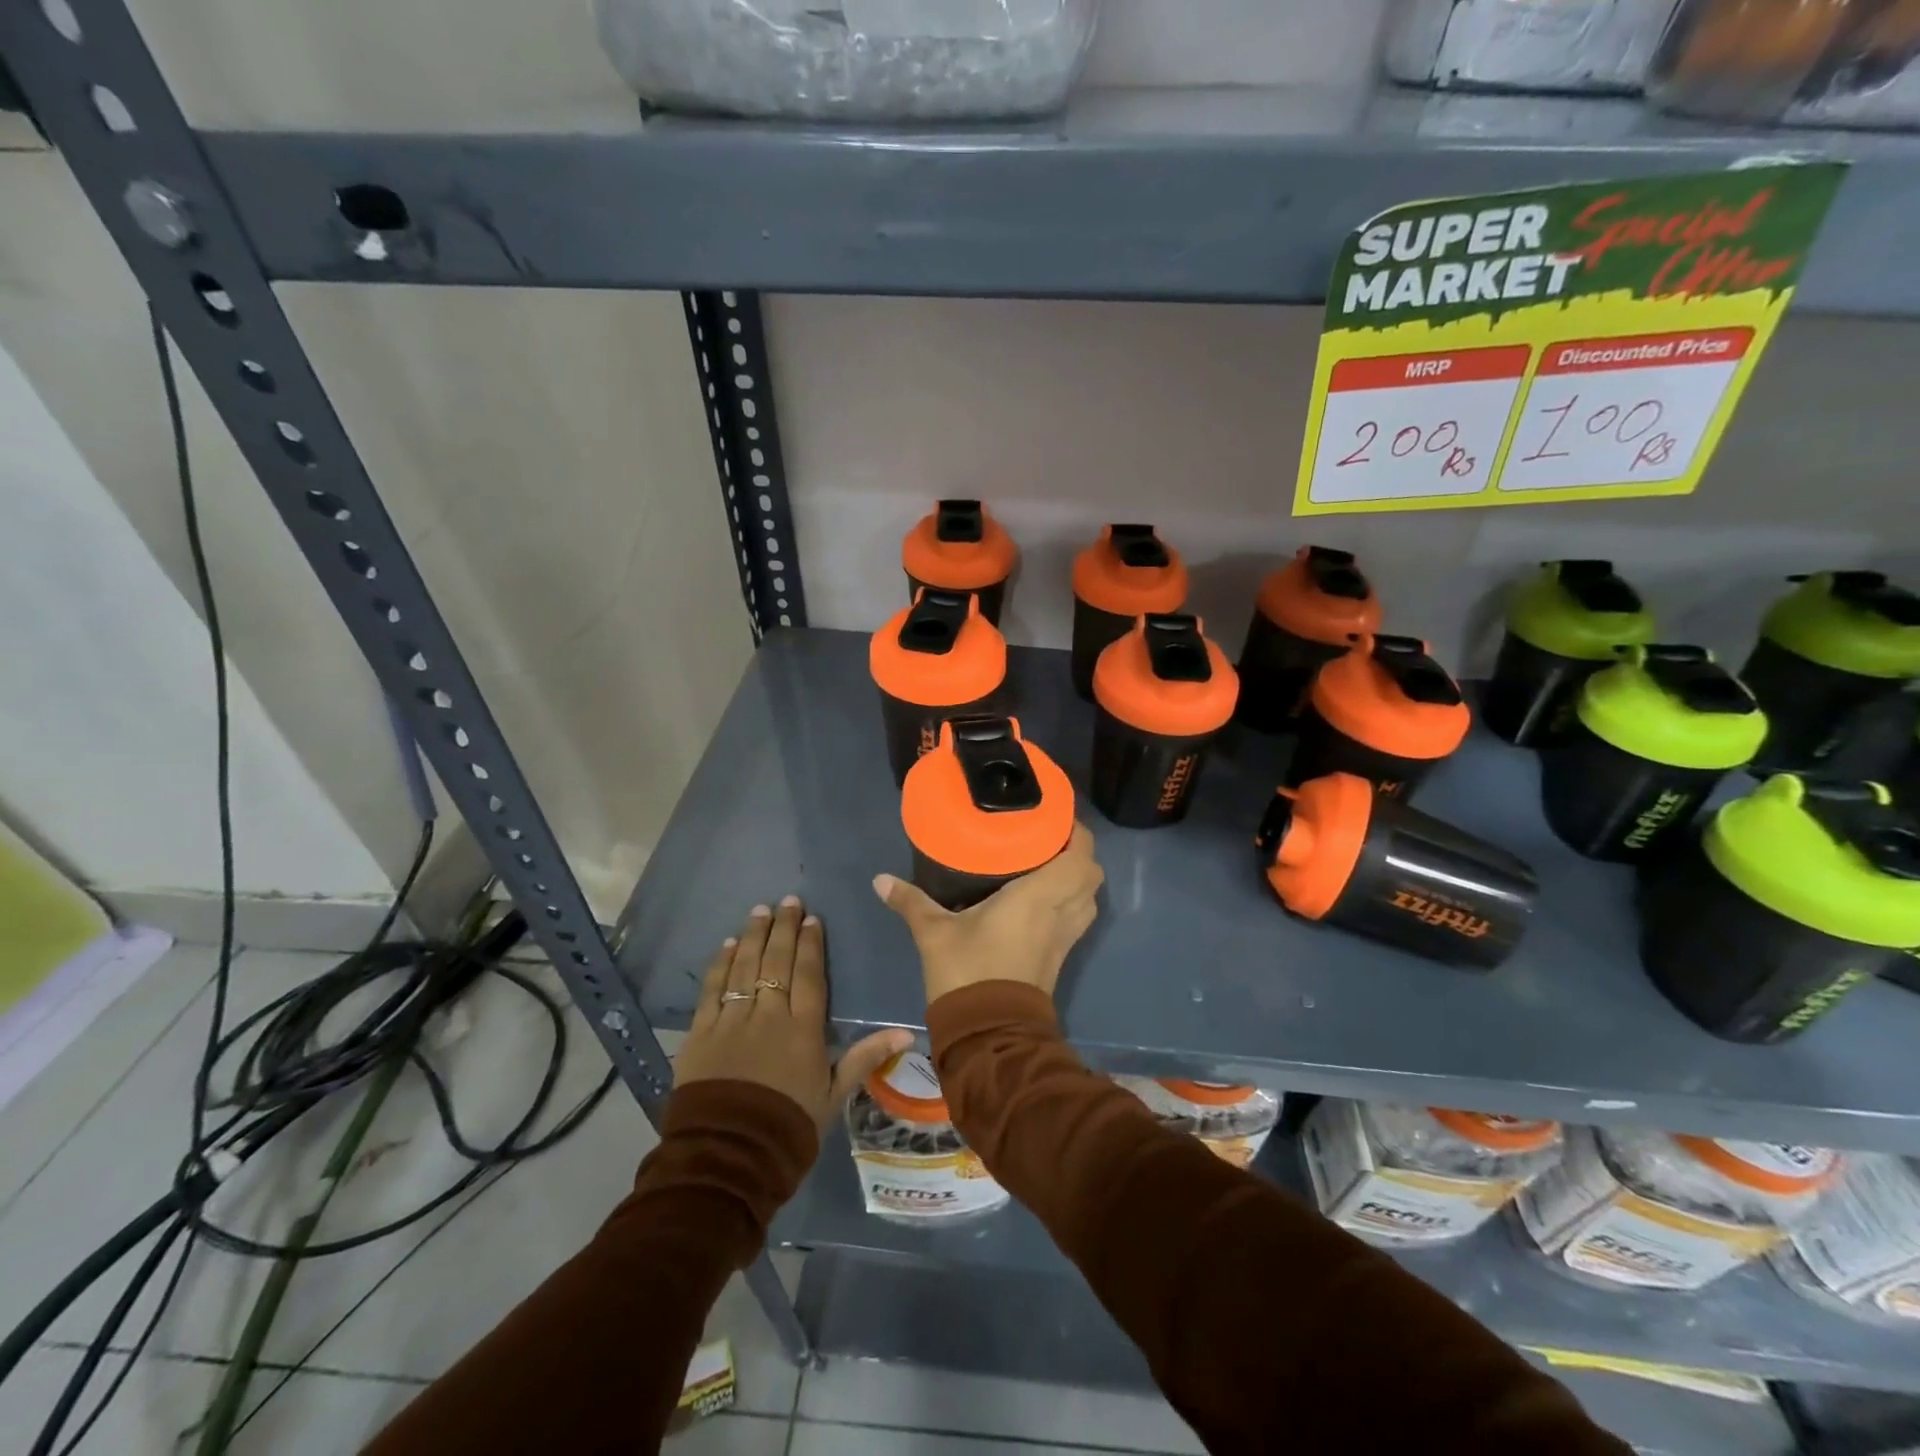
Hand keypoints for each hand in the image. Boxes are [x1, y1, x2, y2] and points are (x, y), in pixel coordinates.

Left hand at [676, 897, 911, 1134]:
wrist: (728, 1158)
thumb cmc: (788, 1128)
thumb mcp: (832, 1096)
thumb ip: (865, 1058)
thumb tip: (908, 1033)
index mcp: (802, 1029)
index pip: (809, 975)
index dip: (810, 943)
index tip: (811, 917)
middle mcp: (768, 1015)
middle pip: (777, 962)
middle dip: (783, 928)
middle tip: (787, 900)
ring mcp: (732, 1021)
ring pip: (745, 968)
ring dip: (753, 936)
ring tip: (759, 911)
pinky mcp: (701, 1033)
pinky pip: (713, 990)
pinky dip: (720, 964)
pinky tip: (727, 945)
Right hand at [873, 822, 1104, 1005]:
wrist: (989, 1035)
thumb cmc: (968, 972)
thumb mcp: (934, 933)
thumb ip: (911, 901)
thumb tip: (879, 879)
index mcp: (1038, 897)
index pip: (1080, 856)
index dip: (1076, 833)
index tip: (1054, 817)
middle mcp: (1060, 913)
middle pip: (1092, 874)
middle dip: (1078, 853)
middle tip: (1048, 840)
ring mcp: (1065, 938)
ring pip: (1089, 898)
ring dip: (1078, 879)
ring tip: (1047, 864)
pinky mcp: (1060, 957)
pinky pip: (1078, 918)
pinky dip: (1071, 902)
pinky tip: (1042, 899)